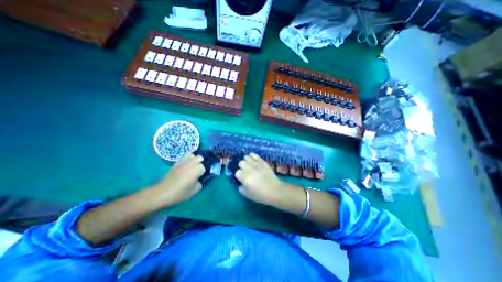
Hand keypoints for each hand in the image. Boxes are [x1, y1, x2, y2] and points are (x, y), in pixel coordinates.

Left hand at [154, 153, 206, 205]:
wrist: (162, 193)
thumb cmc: (180, 193)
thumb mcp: (194, 191)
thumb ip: (200, 183)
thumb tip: (199, 179)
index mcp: (197, 169)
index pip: (204, 167)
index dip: (203, 172)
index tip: (201, 177)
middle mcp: (191, 163)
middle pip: (200, 157)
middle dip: (201, 162)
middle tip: (198, 170)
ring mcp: (183, 162)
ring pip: (192, 155)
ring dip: (194, 159)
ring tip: (192, 167)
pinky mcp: (176, 163)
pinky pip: (184, 158)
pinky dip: (187, 160)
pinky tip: (185, 167)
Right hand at [235, 153, 280, 205]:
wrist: (274, 191)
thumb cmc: (260, 195)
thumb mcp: (247, 194)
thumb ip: (240, 187)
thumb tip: (240, 181)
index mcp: (245, 178)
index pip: (237, 172)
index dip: (238, 175)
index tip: (241, 178)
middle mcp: (249, 169)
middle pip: (241, 163)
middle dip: (241, 167)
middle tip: (245, 171)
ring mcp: (256, 164)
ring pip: (246, 157)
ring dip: (246, 161)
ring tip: (248, 164)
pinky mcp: (262, 161)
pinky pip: (254, 155)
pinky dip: (252, 156)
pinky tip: (252, 158)